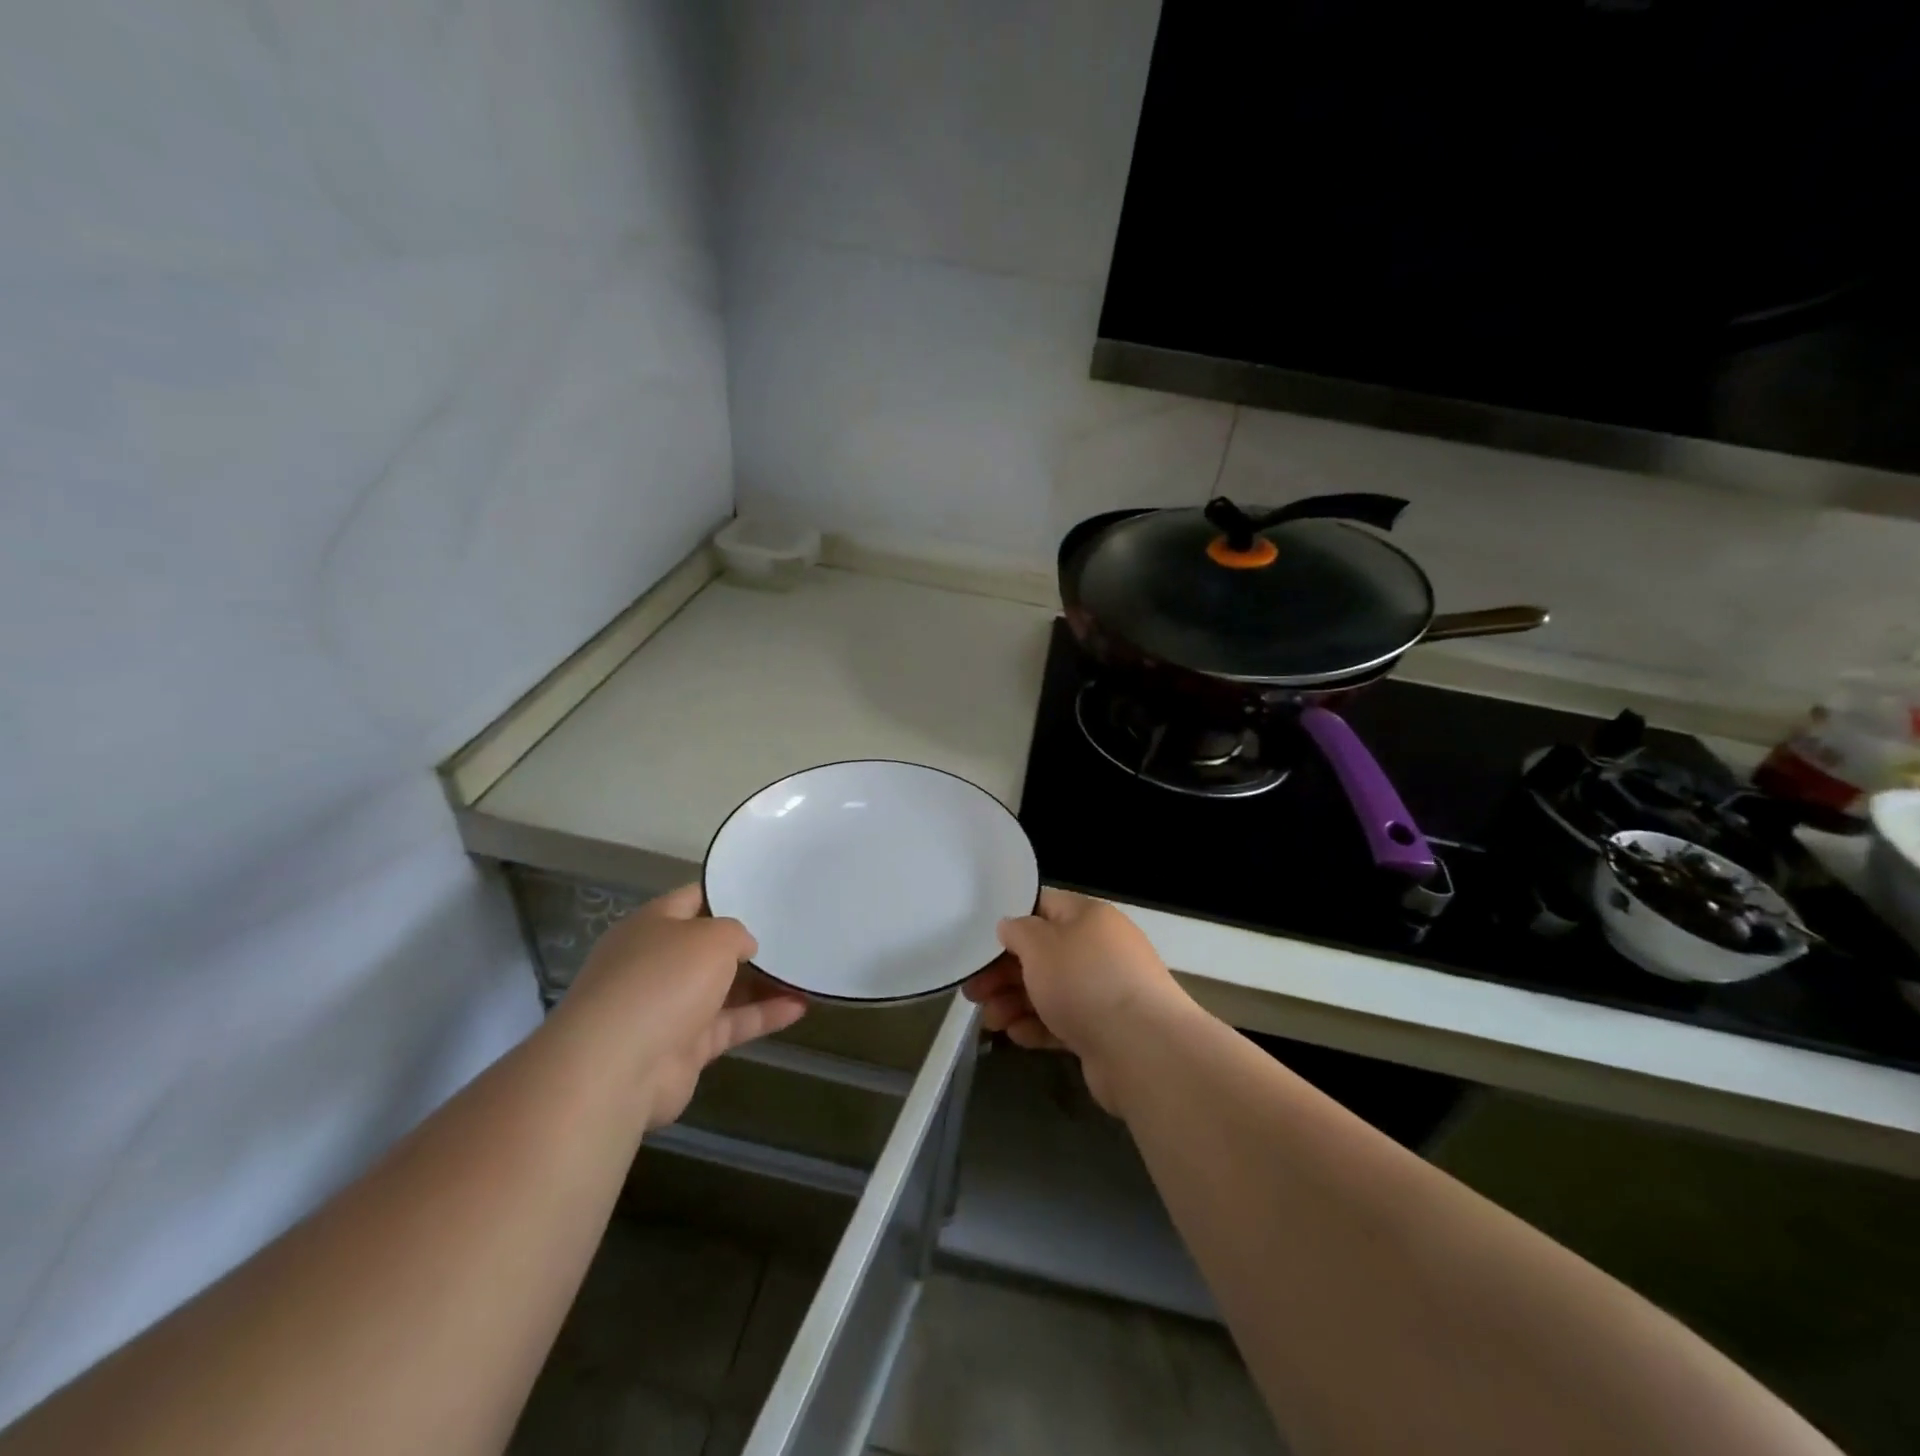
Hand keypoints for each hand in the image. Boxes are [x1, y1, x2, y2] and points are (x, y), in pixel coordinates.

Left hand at [554, 884, 806, 1129]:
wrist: (617, 1068)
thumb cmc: (663, 980)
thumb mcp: (712, 937)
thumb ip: (737, 934)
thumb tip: (744, 948)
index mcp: (651, 926)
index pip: (693, 899)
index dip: (727, 893)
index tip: (766, 892)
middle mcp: (656, 963)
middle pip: (709, 947)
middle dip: (748, 943)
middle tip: (792, 931)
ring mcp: (668, 1008)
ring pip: (723, 988)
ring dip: (763, 982)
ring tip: (804, 970)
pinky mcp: (684, 1048)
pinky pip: (731, 1024)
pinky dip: (763, 1016)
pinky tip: (800, 1007)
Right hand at [964, 888, 1191, 1113]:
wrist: (1142, 1049)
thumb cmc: (1084, 981)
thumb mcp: (1039, 944)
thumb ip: (1018, 931)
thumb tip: (1011, 927)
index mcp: (1089, 917)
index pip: (1044, 906)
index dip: (1011, 922)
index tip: (981, 943)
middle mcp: (1100, 949)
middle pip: (1043, 954)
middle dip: (1004, 972)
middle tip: (973, 992)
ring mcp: (1105, 992)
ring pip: (1050, 990)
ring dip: (1015, 1003)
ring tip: (990, 1021)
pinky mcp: (1105, 1030)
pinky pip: (1064, 1022)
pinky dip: (1038, 1026)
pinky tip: (1015, 1036)